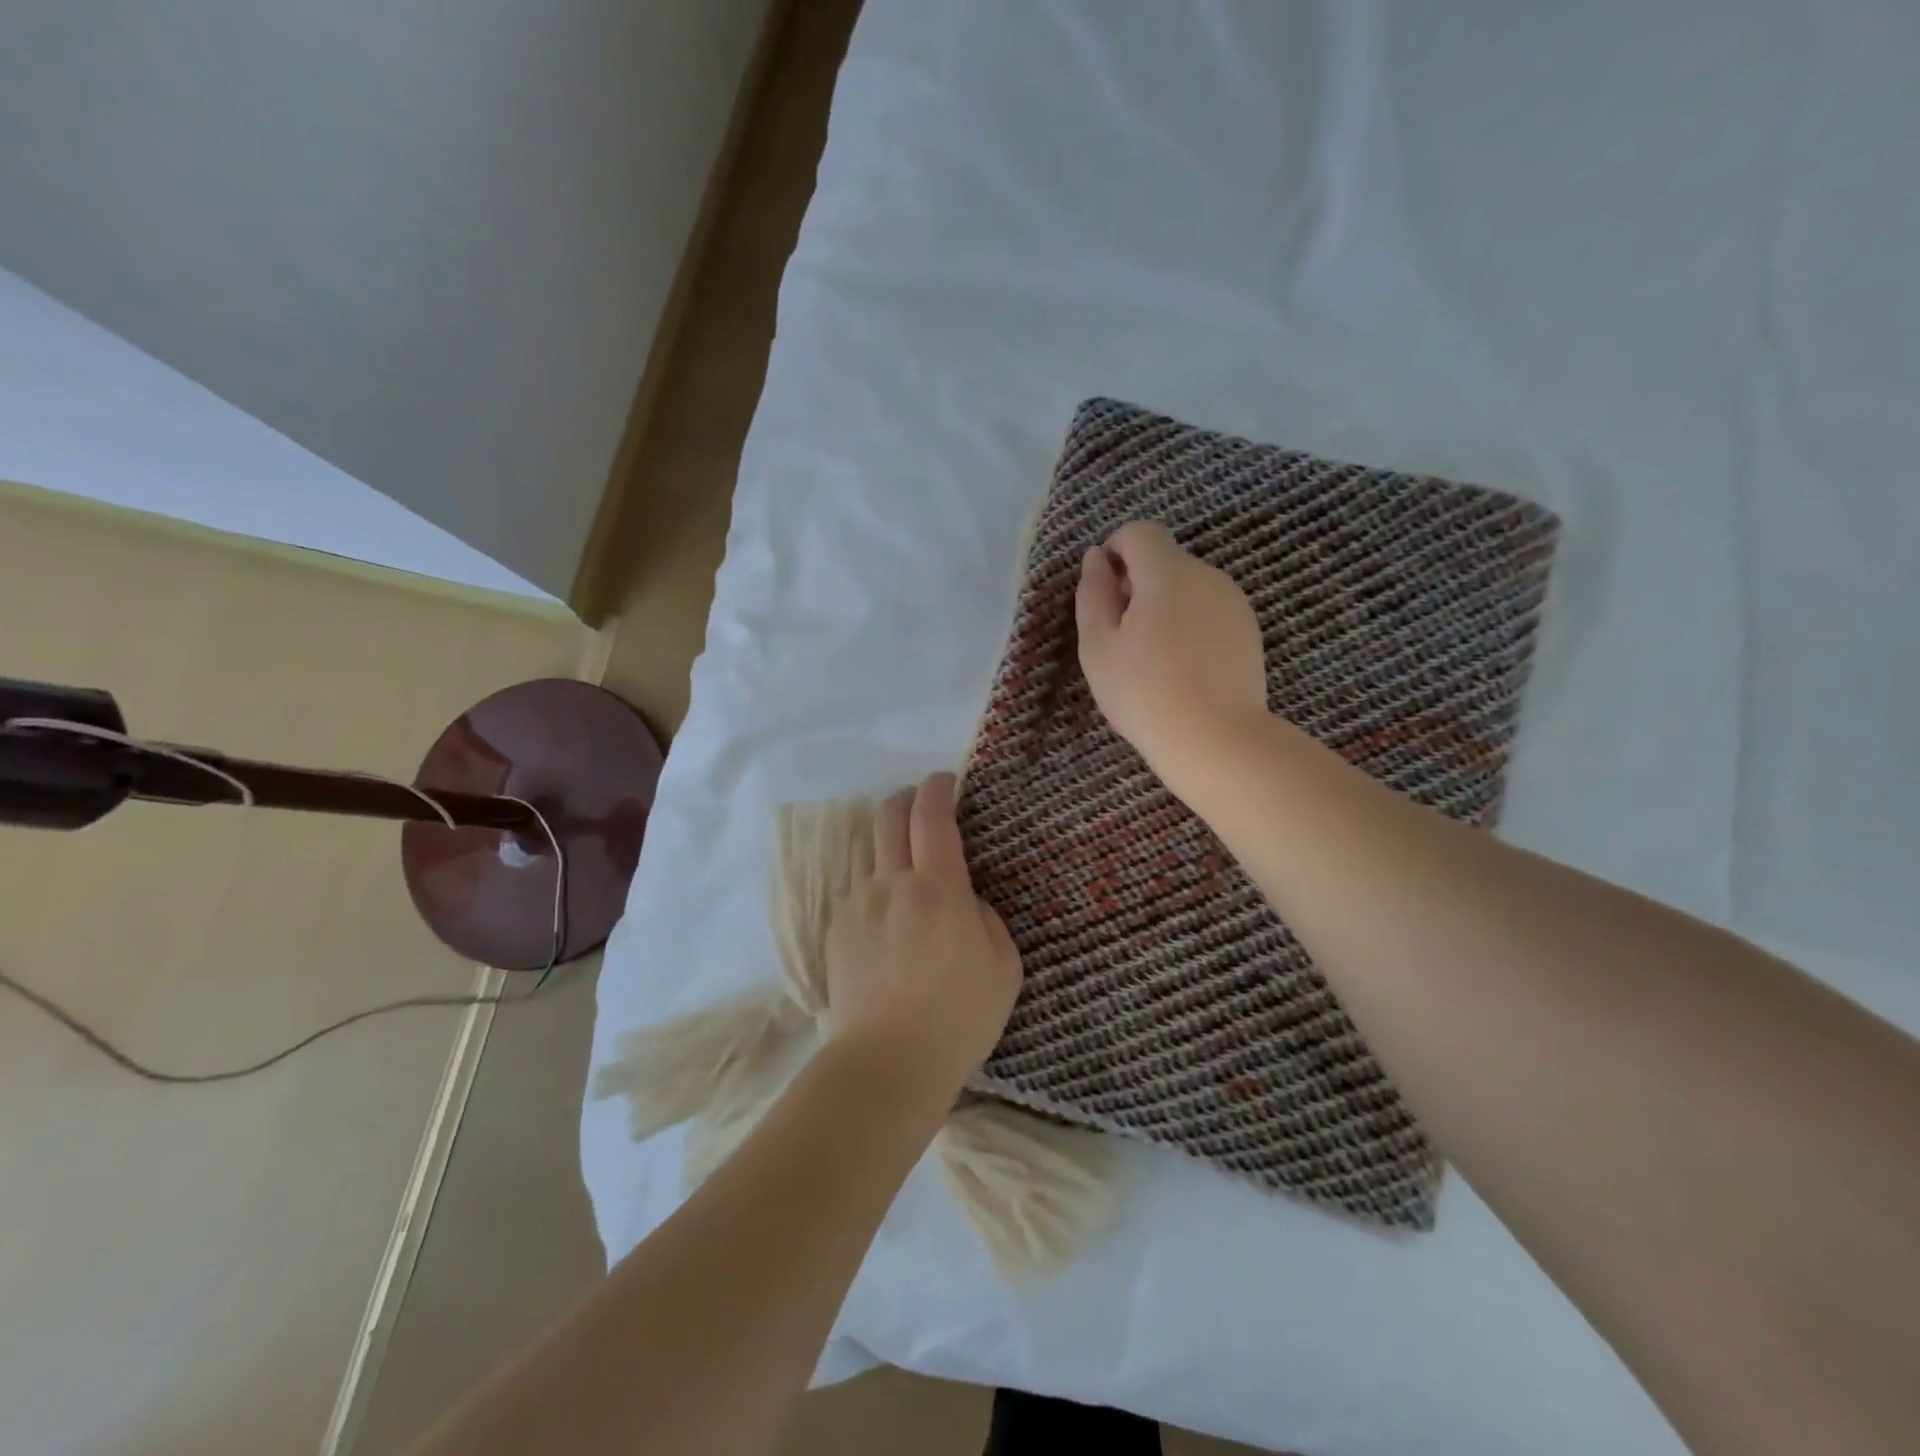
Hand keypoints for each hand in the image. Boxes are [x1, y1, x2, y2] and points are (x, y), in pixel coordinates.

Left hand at [822, 772, 1020, 1101]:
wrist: (887, 1064)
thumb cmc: (958, 1017)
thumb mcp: (1003, 965)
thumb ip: (986, 916)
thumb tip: (964, 899)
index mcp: (937, 887)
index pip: (932, 816)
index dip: (937, 789)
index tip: (944, 781)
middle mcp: (891, 883)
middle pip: (887, 816)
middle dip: (904, 799)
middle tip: (920, 805)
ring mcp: (857, 905)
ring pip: (864, 847)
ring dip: (883, 835)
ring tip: (898, 849)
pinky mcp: (836, 930)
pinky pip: (853, 886)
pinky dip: (870, 876)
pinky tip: (883, 902)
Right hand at [1075, 520, 1268, 787]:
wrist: (1215, 739)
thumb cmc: (1144, 692)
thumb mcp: (1098, 645)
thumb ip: (1093, 593)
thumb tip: (1096, 557)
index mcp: (1167, 573)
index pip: (1139, 532)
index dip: (1114, 551)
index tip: (1103, 591)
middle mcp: (1206, 575)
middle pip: (1164, 560)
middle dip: (1137, 584)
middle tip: (1121, 637)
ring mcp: (1233, 602)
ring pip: (1188, 586)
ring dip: (1164, 605)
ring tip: (1153, 657)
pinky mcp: (1248, 630)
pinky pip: (1209, 610)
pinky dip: (1189, 624)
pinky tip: (1183, 667)